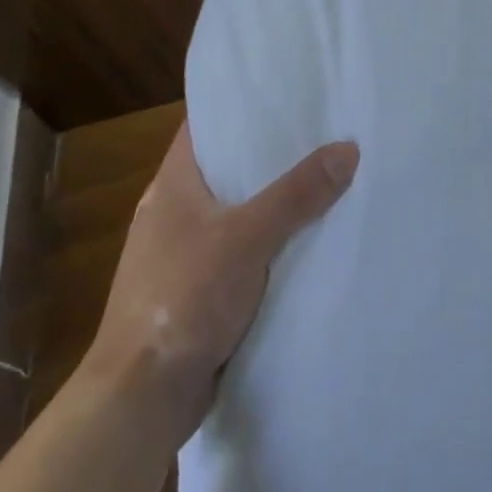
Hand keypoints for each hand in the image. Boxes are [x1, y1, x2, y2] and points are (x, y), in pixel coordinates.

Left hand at [83, 122, 358, 445]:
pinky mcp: (199, 290)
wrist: (142, 399)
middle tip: (323, 131)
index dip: (242, 106)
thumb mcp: (247, 238)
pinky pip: (243, 251)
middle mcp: (175, 212)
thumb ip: (297, 194)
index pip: (207, 126)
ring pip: (239, 212)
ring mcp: (185, 253)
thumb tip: (348, 147)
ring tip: (327, 176)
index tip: (288, 92)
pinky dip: (270, 243)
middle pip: (229, 168)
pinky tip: (308, 239)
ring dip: (274, 202)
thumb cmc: (183, 299)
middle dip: (271, 154)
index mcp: (173, 185)